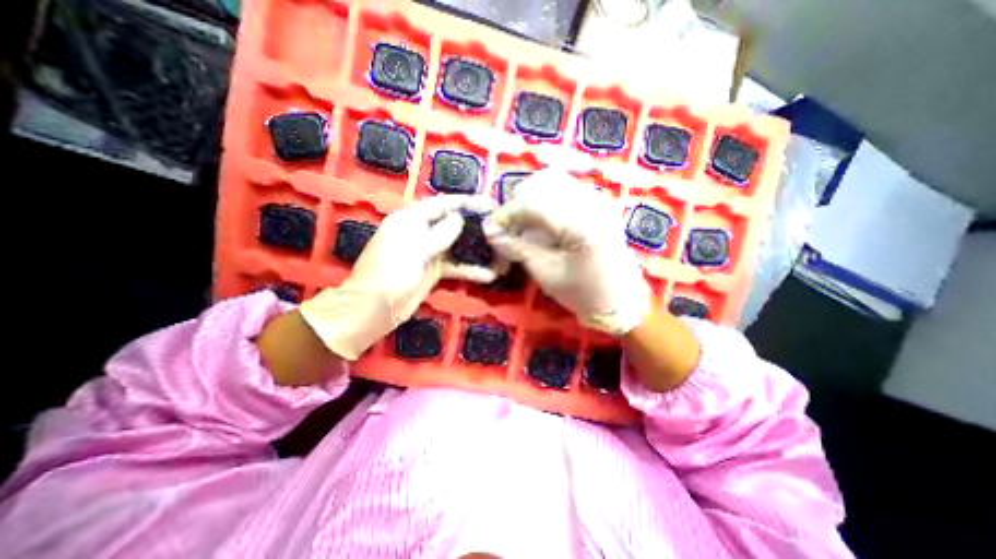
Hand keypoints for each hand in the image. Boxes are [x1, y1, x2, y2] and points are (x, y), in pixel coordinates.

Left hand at [295, 194, 497, 359]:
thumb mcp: (415, 249)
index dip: (467, 202)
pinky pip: (455, 266)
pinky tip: (489, 275)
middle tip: (500, 227)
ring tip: (501, 252)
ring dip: (477, 250)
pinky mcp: (433, 270)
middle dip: (475, 225)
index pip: (443, 204)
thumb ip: (440, 233)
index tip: (490, 203)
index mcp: (412, 219)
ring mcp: (428, 252)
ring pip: (457, 246)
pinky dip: (470, 270)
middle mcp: (421, 232)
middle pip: (453, 223)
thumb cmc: (390, 273)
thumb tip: (459, 218)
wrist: (373, 308)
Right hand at [484, 171, 654, 336]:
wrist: (621, 302)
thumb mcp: (547, 273)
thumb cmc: (584, 294)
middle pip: (544, 189)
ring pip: (555, 188)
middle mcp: (593, 203)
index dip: (507, 213)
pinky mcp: (601, 208)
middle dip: (518, 207)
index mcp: (582, 223)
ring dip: (532, 204)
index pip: (534, 205)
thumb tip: (493, 233)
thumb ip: (519, 249)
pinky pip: (568, 195)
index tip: (490, 227)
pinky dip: (548, 205)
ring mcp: (600, 203)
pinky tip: (540, 223)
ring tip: (521, 226)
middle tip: (506, 227)